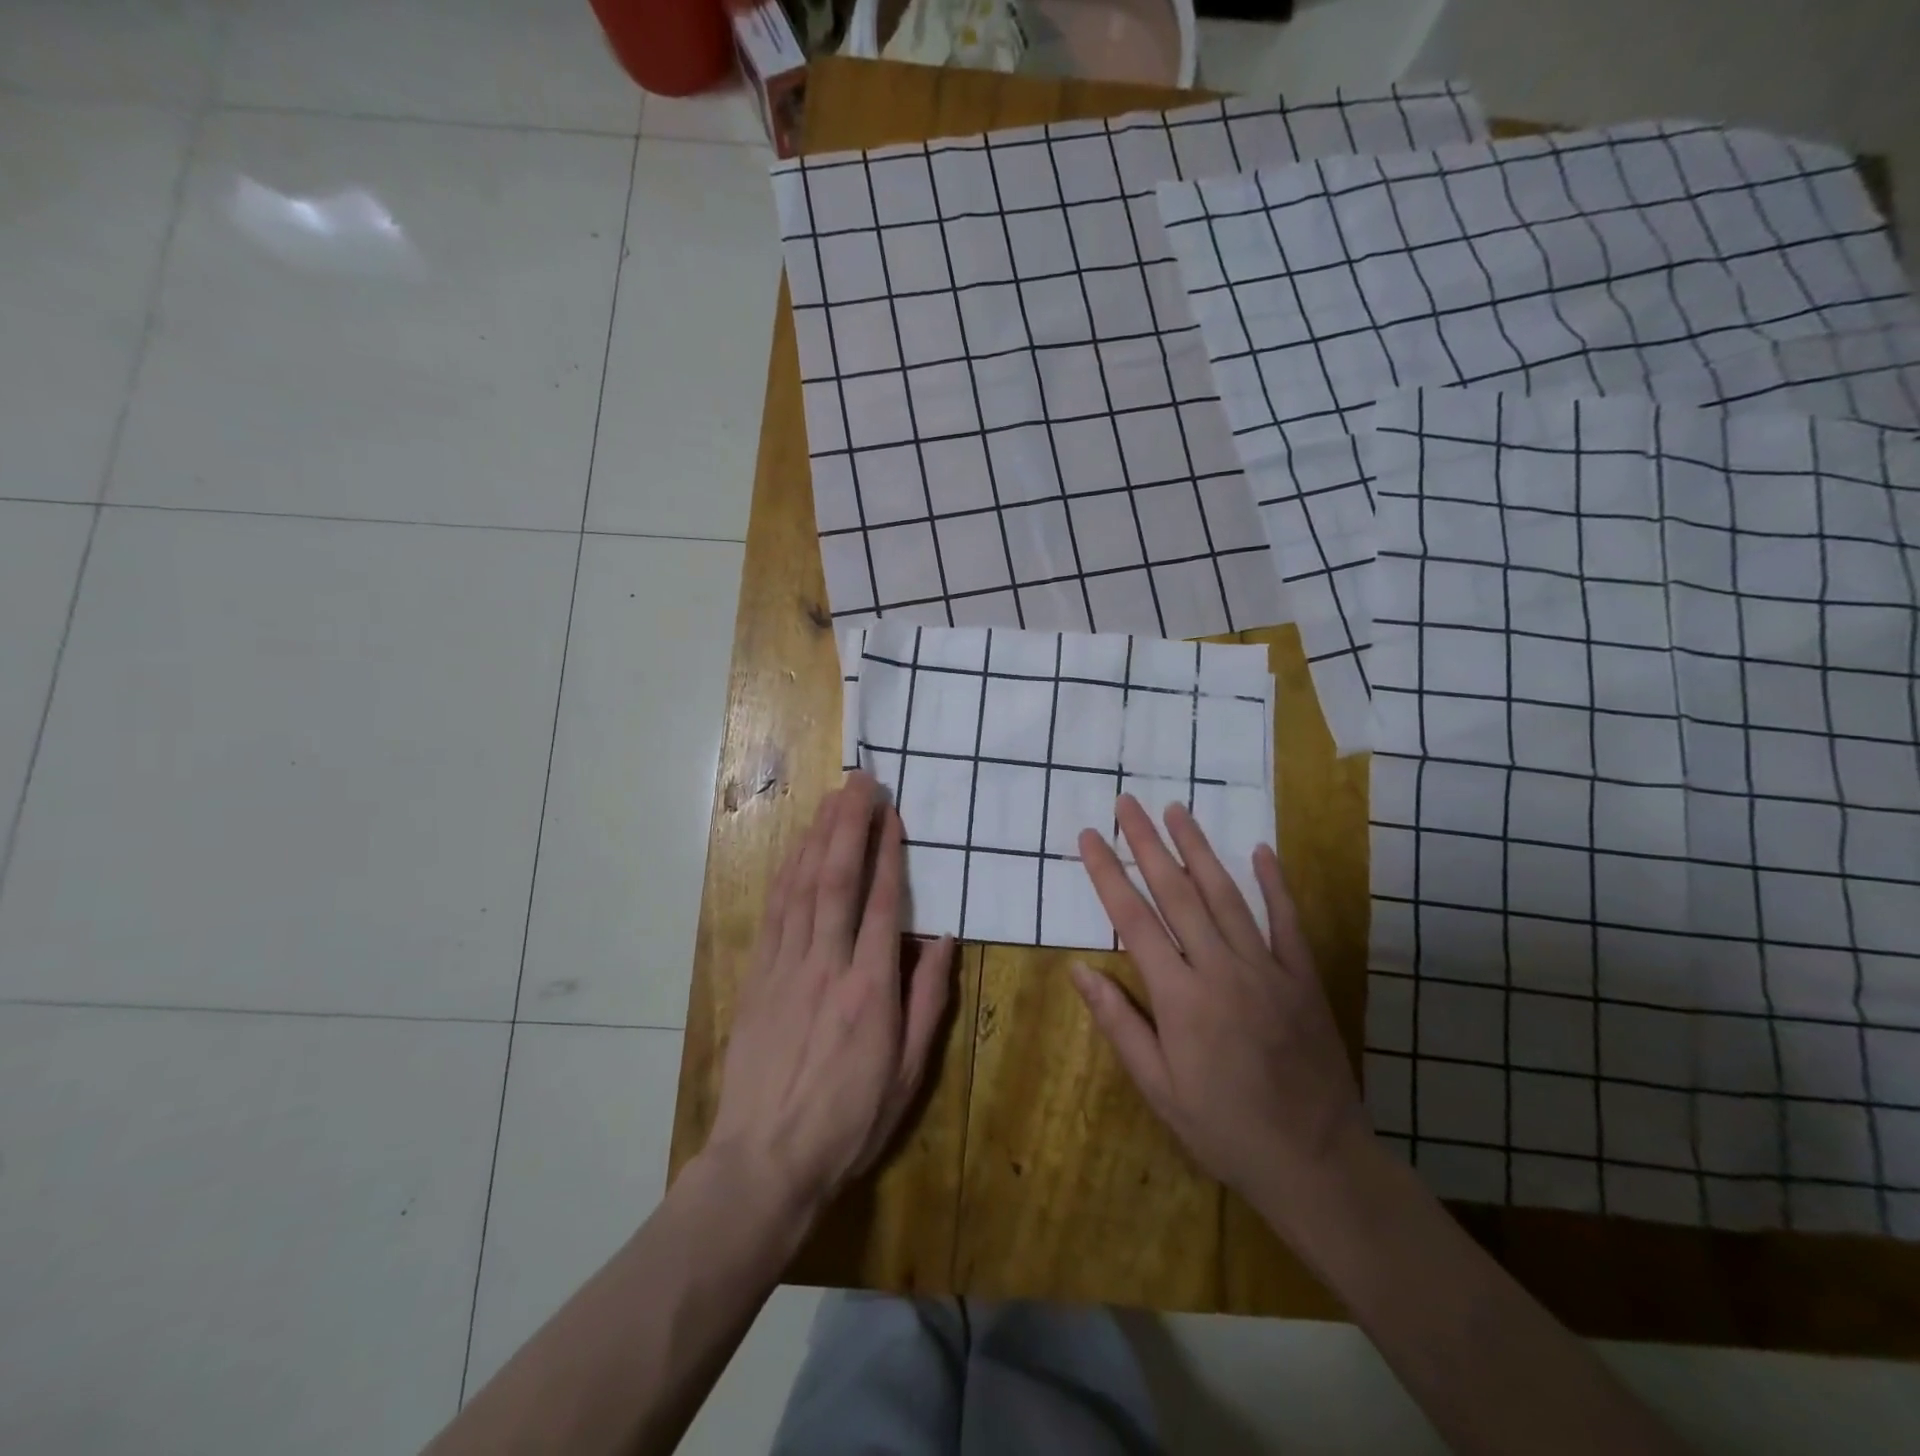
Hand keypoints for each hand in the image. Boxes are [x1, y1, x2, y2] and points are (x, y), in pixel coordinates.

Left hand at [707, 772, 956, 1218]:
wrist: (764, 1161)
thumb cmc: (848, 1121)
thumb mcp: (909, 1073)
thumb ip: (928, 1000)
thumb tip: (943, 940)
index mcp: (870, 988)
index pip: (881, 902)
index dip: (887, 851)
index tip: (891, 813)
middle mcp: (827, 965)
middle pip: (837, 879)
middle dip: (849, 824)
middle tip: (860, 781)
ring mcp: (786, 967)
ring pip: (802, 887)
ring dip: (816, 838)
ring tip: (830, 800)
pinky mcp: (758, 977)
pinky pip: (774, 913)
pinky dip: (786, 874)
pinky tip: (794, 851)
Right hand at [1073, 796, 1371, 1220]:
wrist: (1316, 1161)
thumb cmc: (1223, 1128)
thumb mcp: (1158, 1087)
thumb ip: (1119, 1023)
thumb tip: (1079, 969)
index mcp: (1180, 997)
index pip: (1133, 919)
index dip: (1107, 873)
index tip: (1090, 836)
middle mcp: (1221, 969)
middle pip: (1176, 892)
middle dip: (1147, 843)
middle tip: (1127, 802)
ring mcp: (1267, 968)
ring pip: (1226, 895)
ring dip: (1199, 848)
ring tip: (1177, 809)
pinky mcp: (1303, 977)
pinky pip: (1286, 920)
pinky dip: (1274, 883)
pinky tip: (1261, 849)